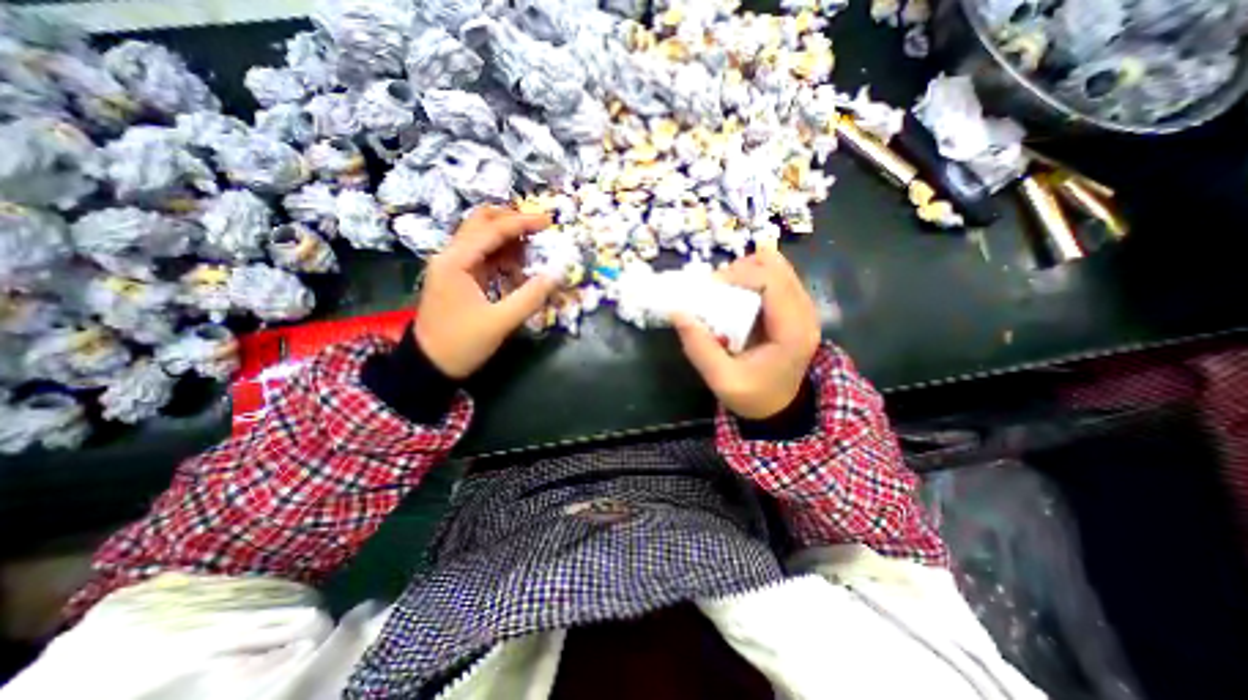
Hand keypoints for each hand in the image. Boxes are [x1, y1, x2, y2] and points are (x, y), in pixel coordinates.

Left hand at [415, 205, 558, 379]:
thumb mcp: (500, 323)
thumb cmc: (462, 344)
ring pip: (482, 238)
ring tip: (535, 247)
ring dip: (508, 238)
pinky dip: (503, 256)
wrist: (429, 366)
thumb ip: (530, 297)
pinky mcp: (459, 278)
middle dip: (512, 221)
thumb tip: (556, 275)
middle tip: (540, 228)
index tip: (548, 222)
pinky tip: (520, 266)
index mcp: (456, 262)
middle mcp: (451, 256)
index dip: (522, 223)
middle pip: (481, 223)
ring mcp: (453, 266)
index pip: (492, 230)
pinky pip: (483, 257)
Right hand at [674, 246, 821, 417]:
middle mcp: (806, 314)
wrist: (779, 408)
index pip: (773, 282)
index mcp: (792, 332)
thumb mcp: (721, 379)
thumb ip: (700, 348)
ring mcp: (805, 309)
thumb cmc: (752, 395)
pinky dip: (755, 278)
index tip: (710, 288)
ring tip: (724, 289)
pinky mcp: (797, 309)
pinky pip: (778, 279)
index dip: (740, 275)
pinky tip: (738, 293)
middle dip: (741, 270)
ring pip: (779, 269)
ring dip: (748, 272)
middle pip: (778, 269)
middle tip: (714, 287)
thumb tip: (677, 312)